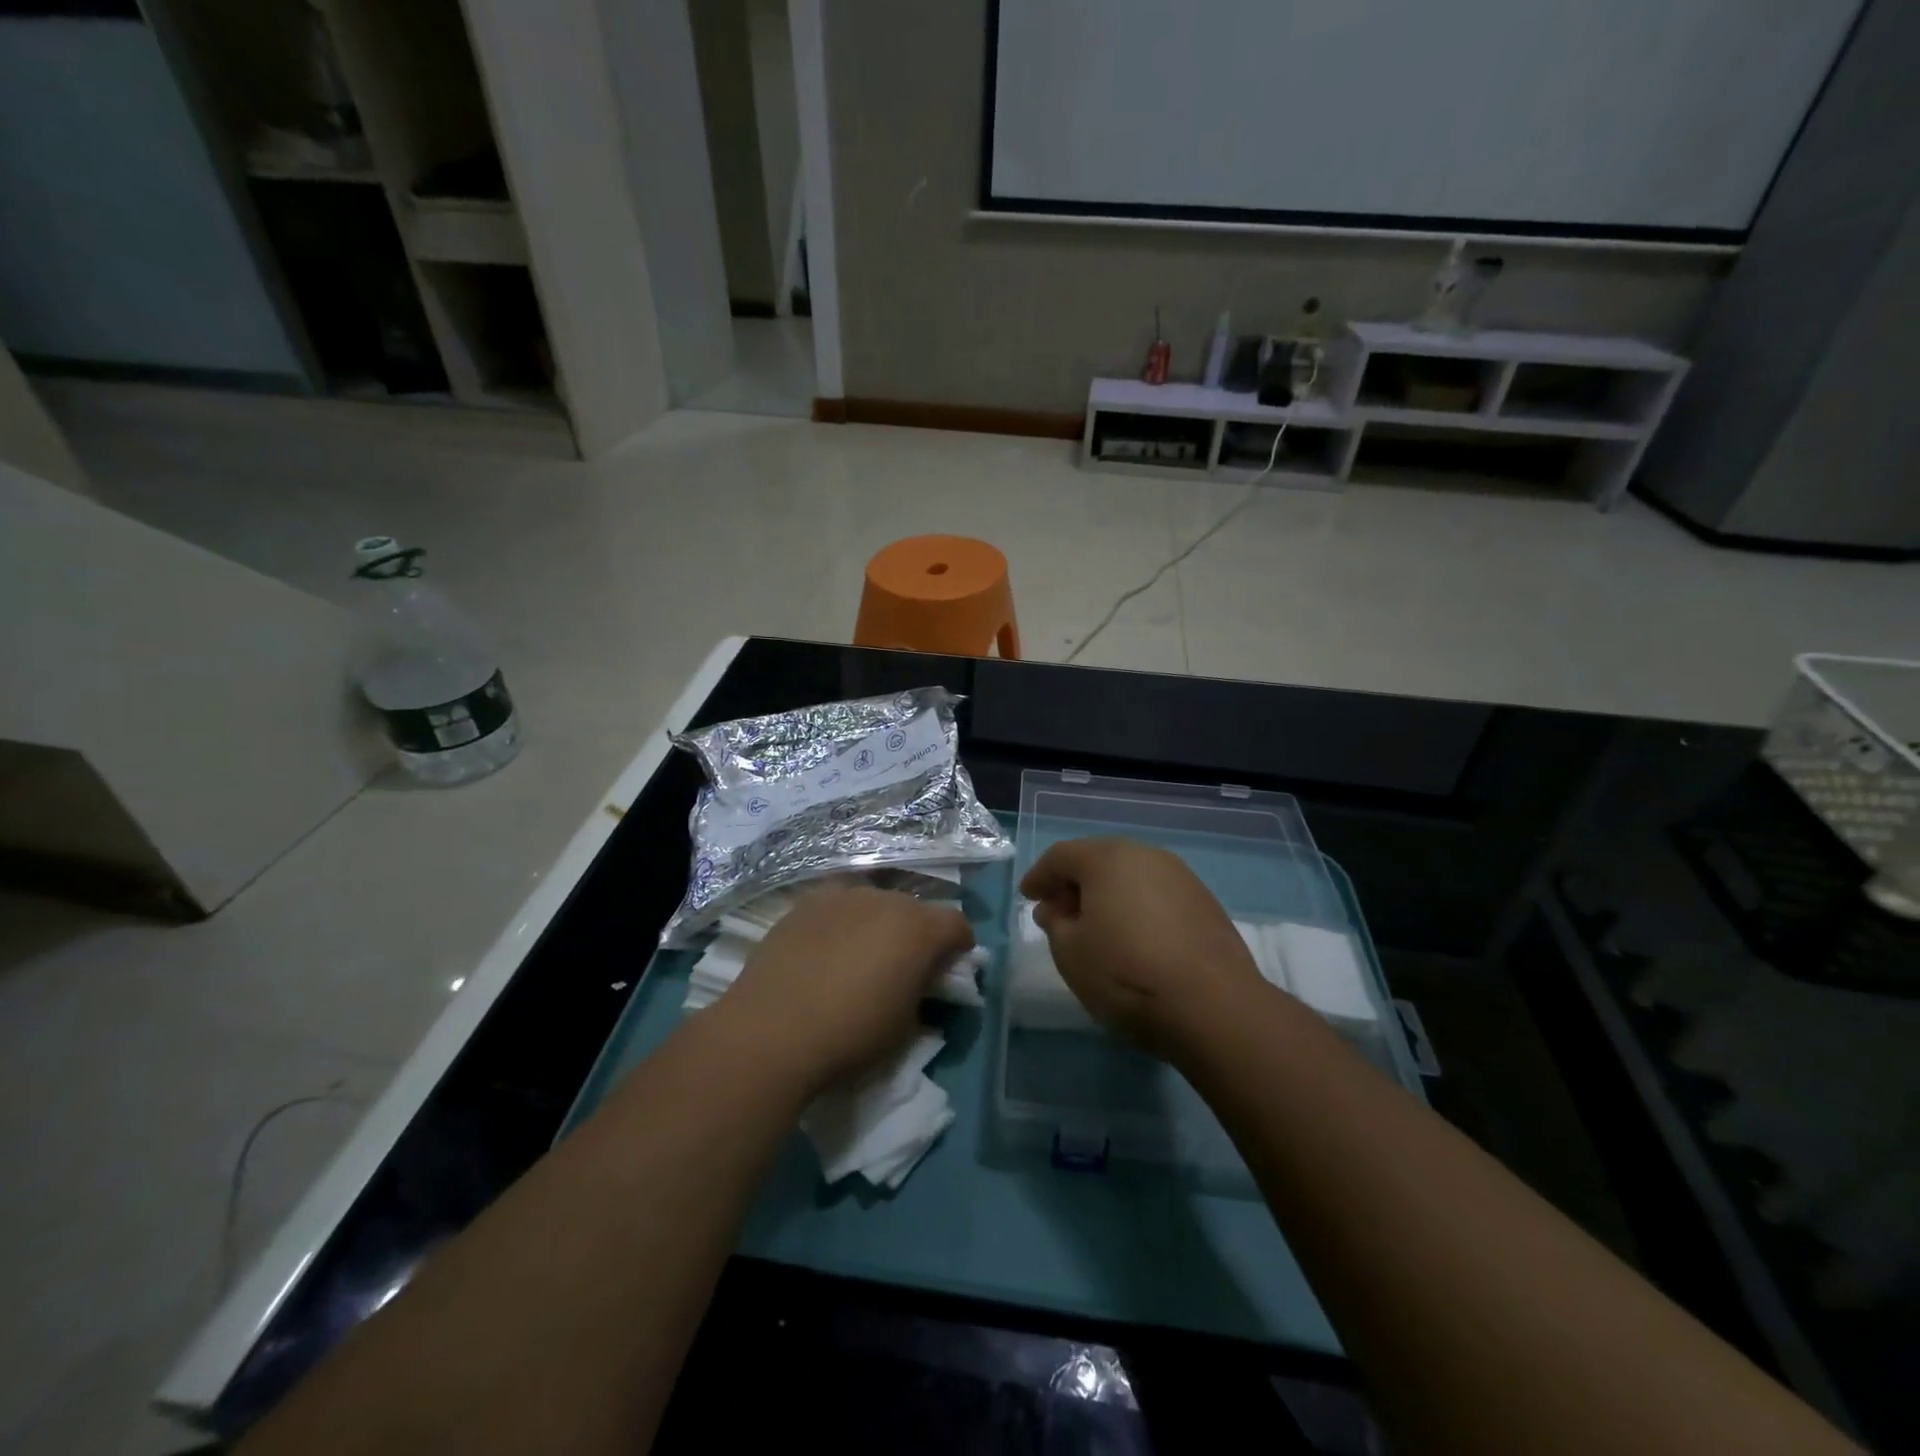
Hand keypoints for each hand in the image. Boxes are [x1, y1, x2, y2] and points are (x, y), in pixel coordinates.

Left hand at [721, 885, 973, 1093]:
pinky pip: (838, 906)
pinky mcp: (806, 903)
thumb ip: (922, 991)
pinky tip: (826, 950)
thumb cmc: (851, 1034)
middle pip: (915, 909)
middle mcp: (885, 900)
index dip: (959, 946)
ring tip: (860, 957)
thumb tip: (921, 981)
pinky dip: (842, 922)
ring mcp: (842, 896)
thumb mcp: (906, 1025)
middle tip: (904, 966)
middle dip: (917, 934)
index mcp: (919, 928)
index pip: (957, 924)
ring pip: (875, 904)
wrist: (771, 1031)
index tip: (949, 969)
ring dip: (879, 925)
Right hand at [1020, 837, 1265, 1060]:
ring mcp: (1181, 877)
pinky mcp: (1206, 903)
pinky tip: (1135, 937)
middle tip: (1059, 910)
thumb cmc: (1126, 974)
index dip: (1040, 876)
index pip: (1061, 857)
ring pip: (1132, 876)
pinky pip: (1157, 895)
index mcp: (1107, 858)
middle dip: (1075, 882)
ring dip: (1109, 895)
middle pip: (1099, 860)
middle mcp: (1146, 855)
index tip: (1027, 896)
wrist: (1213, 1006)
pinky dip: (1138, 907)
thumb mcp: (1071, 953)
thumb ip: (1056, 923)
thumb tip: (1058, 908)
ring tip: (1097, 926)